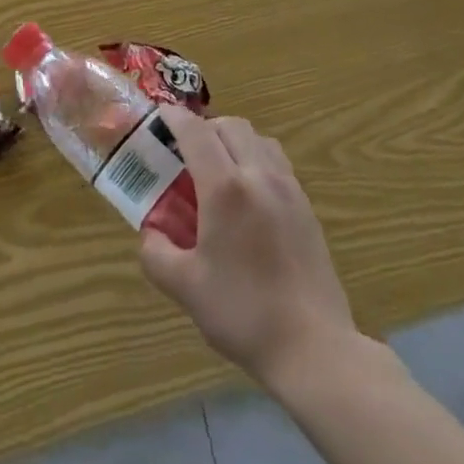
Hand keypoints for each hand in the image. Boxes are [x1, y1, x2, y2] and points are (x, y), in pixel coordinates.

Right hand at [139, 108, 358, 390]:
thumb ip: (157, 254)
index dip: (174, 117)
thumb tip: (150, 233)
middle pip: (230, 125)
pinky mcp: (306, 207)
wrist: (313, 347)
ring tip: (219, 169)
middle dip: (205, 128)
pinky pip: (277, 161)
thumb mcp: (185, 288)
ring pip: (258, 139)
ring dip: (234, 140)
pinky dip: (256, 159)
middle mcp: (258, 175)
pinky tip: (249, 195)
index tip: (159, 116)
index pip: (195, 132)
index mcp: (224, 188)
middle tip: (186, 152)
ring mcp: (288, 188)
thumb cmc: (243, 313)